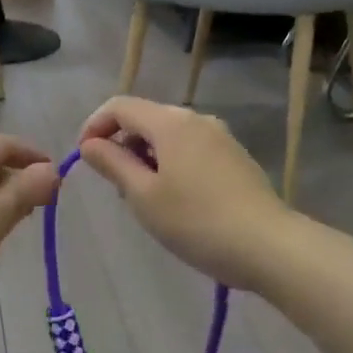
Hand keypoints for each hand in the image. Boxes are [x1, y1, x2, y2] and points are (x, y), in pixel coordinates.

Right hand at [77, 97, 295, 290]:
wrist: (269, 246)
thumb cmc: (196, 221)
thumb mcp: (143, 196)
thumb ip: (112, 164)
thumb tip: (90, 144)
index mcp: (170, 122)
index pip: (120, 106)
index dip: (94, 126)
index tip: (83, 158)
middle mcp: (196, 119)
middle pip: (145, 118)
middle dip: (121, 144)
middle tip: (114, 186)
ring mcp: (220, 137)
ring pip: (168, 135)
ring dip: (145, 157)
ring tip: (143, 198)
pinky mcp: (235, 157)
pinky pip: (190, 149)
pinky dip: (170, 164)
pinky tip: (175, 200)